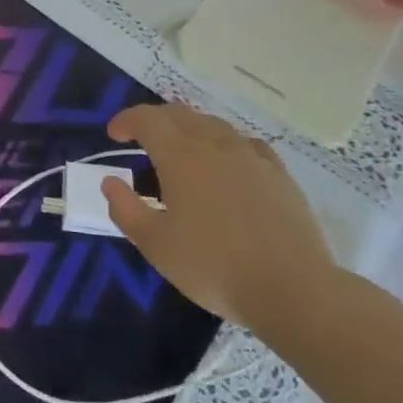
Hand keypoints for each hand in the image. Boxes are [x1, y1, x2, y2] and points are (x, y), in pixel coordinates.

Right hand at [102, 104, 337, 338]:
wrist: (293, 288)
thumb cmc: (214, 266)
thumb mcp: (156, 245)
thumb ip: (126, 209)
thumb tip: (109, 181)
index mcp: (180, 155)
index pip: (147, 119)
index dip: (126, 120)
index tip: (114, 135)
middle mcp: (214, 143)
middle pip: (179, 114)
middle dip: (155, 120)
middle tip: (142, 138)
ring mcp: (250, 155)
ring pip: (213, 124)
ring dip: (190, 127)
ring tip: (182, 148)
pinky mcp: (278, 173)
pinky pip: (245, 143)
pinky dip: (226, 143)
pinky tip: (229, 161)